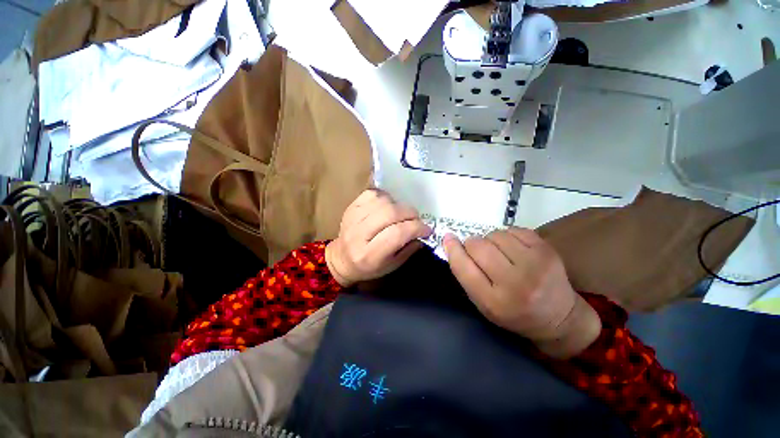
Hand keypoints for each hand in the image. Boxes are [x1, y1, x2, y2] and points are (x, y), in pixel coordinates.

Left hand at [326, 189, 432, 286]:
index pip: (397, 234)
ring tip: (401, 214)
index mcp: (369, 254)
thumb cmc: (369, 267)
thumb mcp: (392, 265)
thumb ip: (409, 249)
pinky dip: (385, 197)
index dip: (416, 228)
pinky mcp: (351, 207)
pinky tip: (388, 206)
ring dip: (398, 205)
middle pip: (390, 214)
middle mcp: (358, 234)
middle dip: (410, 213)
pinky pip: (372, 194)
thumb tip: (423, 232)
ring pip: (382, 201)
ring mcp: (352, 217)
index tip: (427, 230)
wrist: (342, 259)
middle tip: (416, 220)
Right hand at [443, 227, 600, 357]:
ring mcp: (534, 265)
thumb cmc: (514, 313)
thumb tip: (451, 244)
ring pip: (495, 235)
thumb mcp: (484, 304)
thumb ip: (466, 275)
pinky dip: (507, 236)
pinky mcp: (547, 250)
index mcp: (494, 302)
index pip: (463, 267)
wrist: (560, 317)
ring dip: (490, 240)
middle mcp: (515, 283)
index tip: (448, 238)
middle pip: (478, 246)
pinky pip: (513, 230)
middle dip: (471, 245)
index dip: (452, 249)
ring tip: (498, 252)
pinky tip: (512, 248)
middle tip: (477, 251)